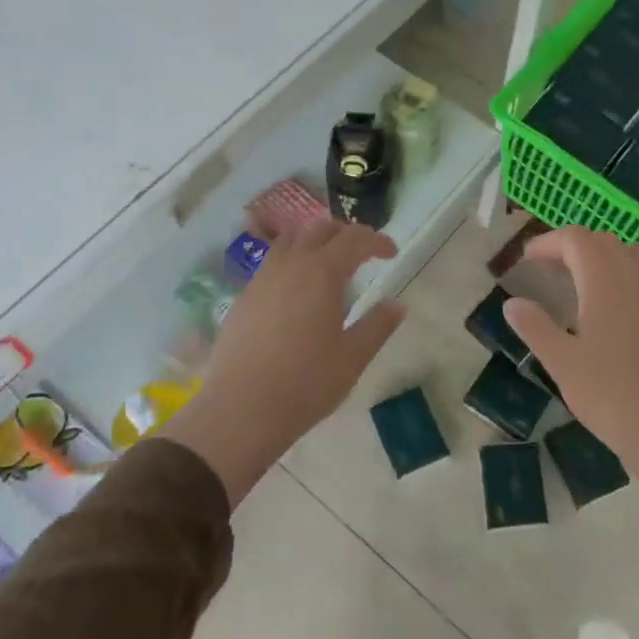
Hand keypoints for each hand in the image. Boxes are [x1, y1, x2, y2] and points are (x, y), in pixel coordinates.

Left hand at [163, 222, 403, 505]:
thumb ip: (378, 325)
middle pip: (321, 230)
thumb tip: (397, 305)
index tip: (391, 253)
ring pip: (292, 241)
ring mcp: (262, 278)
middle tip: (364, 253)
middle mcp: (291, 265)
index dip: (377, 240)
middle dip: (347, 234)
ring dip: (315, 242)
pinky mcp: (244, 296)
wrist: (241, 409)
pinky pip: (272, 263)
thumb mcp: (353, 357)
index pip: (354, 239)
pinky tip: (297, 291)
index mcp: (322, 273)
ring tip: (329, 263)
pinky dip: (292, 261)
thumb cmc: (306, 383)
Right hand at [503, 228, 638, 526]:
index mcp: (605, 280)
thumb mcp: (561, 362)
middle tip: (549, 270)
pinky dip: (626, 275)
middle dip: (572, 247)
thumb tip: (513, 303)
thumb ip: (534, 326)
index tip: (528, 260)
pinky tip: (615, 308)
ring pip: (630, 253)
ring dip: (603, 257)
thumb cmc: (610, 394)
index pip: (575, 239)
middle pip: (603, 241)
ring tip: (582, 282)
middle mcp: (636, 276)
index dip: (549, 242)